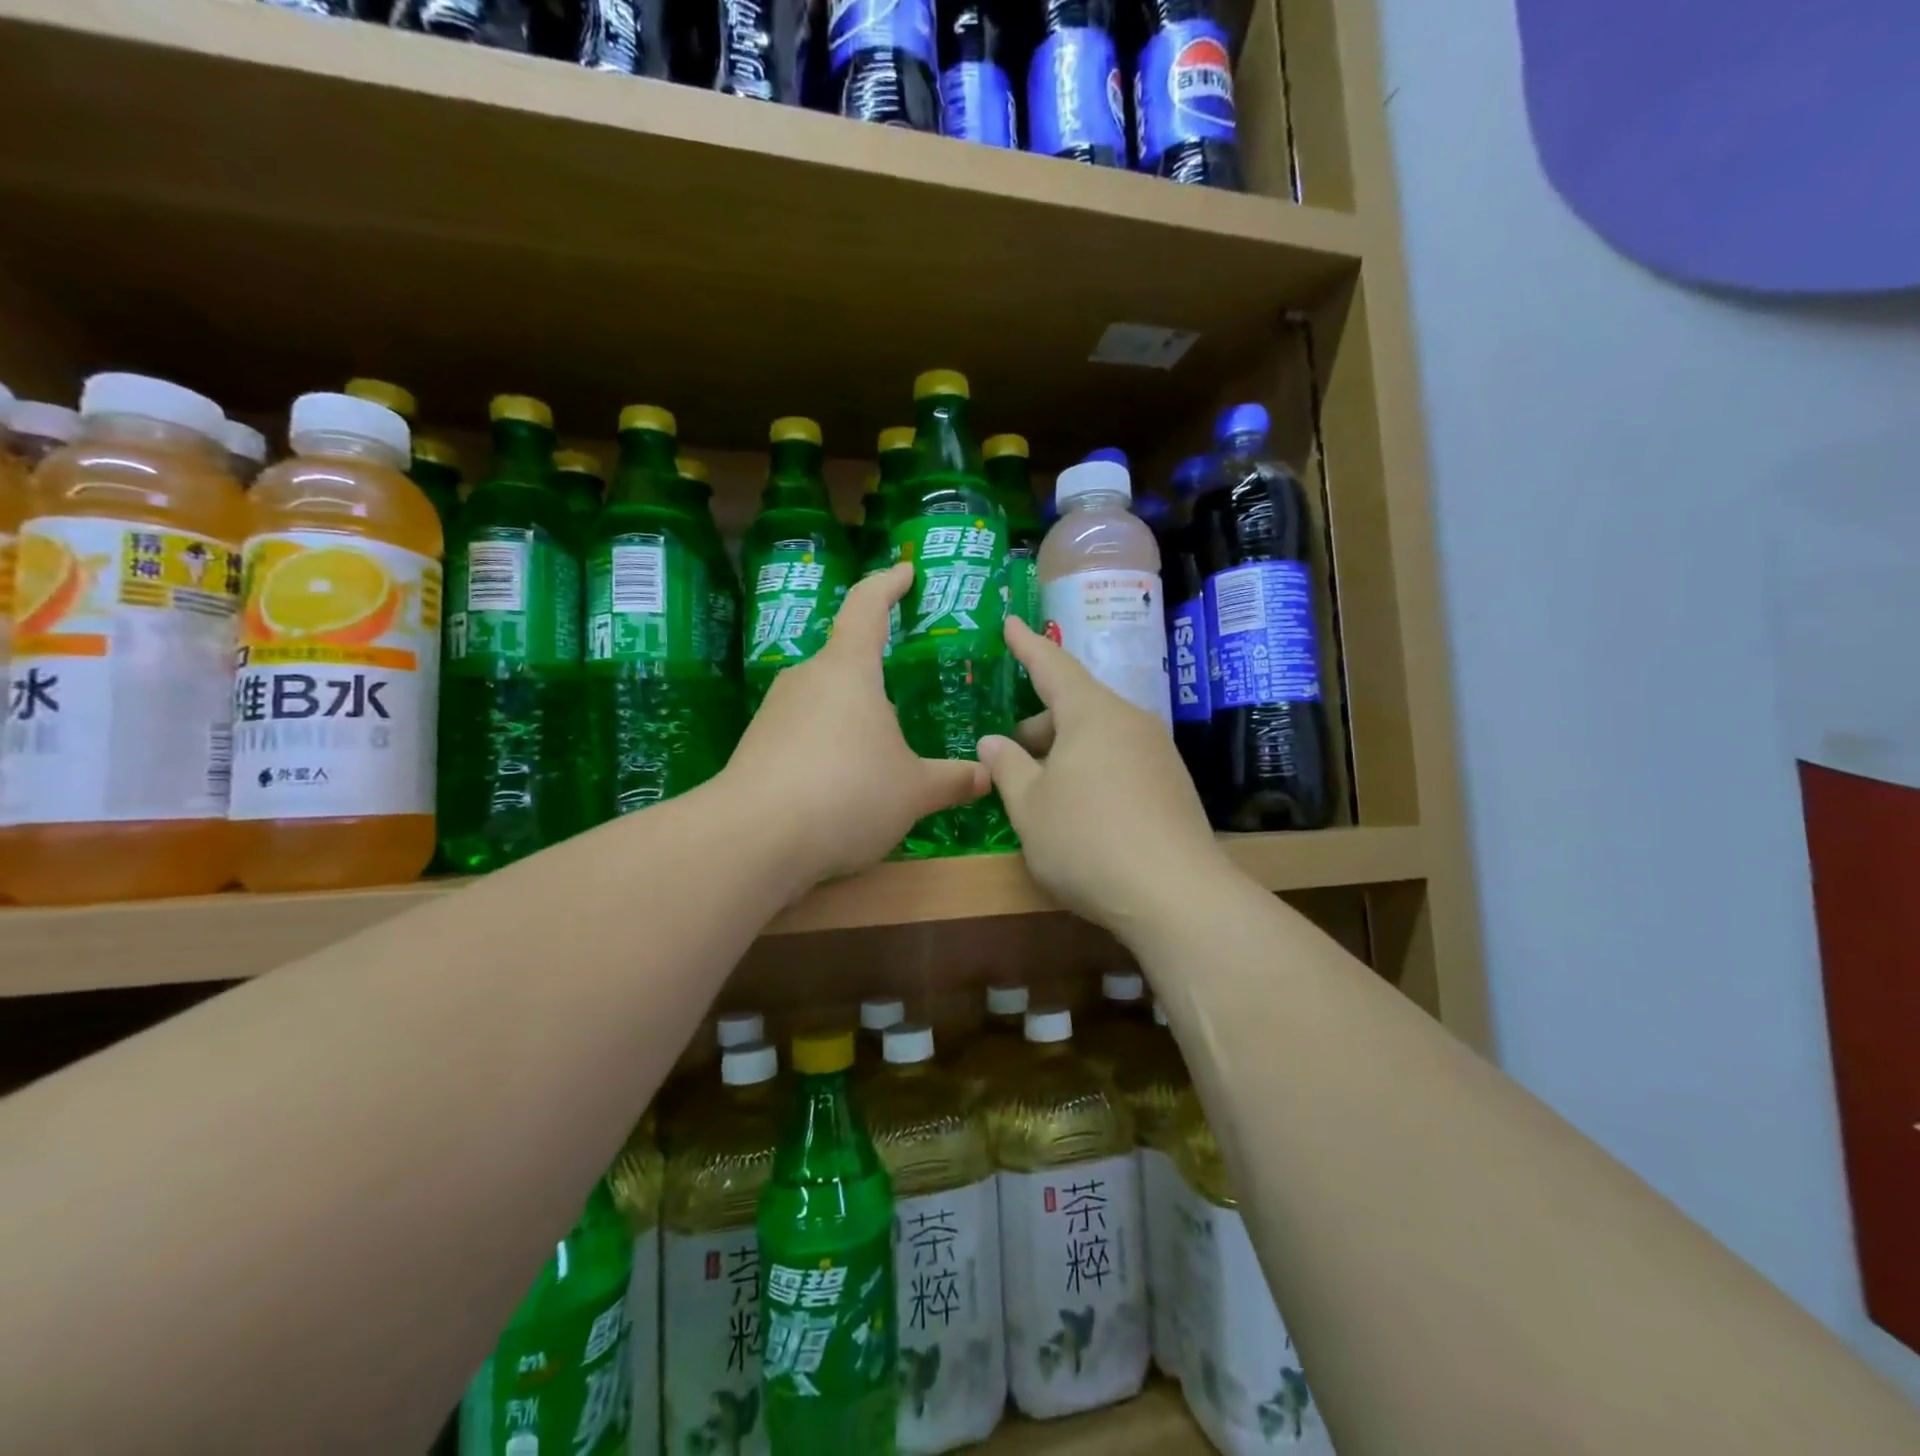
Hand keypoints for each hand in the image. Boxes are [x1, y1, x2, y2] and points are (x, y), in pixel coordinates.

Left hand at [725, 563, 987, 883]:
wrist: (752, 839)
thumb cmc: (847, 794)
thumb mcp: (913, 791)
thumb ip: (952, 780)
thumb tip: (987, 775)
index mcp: (848, 670)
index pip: (867, 606)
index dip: (888, 583)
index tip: (905, 571)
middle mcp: (807, 679)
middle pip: (846, 659)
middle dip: (877, 674)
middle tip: (908, 694)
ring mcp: (775, 712)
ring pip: (825, 700)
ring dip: (854, 717)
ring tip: (883, 751)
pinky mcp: (757, 747)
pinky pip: (804, 733)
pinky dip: (830, 747)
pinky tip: (845, 784)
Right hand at [978, 618, 1223, 931]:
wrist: (1175, 895)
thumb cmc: (1087, 841)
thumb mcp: (1029, 807)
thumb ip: (1007, 767)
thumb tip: (993, 740)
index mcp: (1092, 713)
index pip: (1052, 665)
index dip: (1026, 645)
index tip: (1010, 621)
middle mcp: (1130, 721)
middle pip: (1077, 705)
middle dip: (1039, 721)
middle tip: (1009, 751)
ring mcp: (1158, 752)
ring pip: (1099, 734)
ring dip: (1064, 749)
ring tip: (1040, 785)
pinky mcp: (1172, 783)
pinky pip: (1121, 758)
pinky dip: (1091, 767)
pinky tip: (1079, 807)